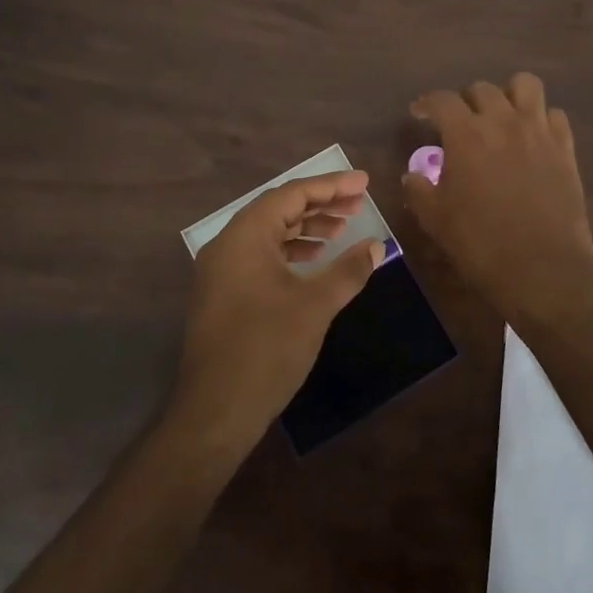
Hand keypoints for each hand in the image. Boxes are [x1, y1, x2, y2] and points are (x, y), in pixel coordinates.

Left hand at [171, 171, 383, 449]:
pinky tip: (314, 261)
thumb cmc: (266, 348)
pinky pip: (260, 256)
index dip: (331, 186)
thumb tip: (376, 247)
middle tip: (358, 203)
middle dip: (320, 205)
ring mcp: (221, 270)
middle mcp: (227, 244)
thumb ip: (347, 271)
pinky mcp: (223, 294)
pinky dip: (290, 252)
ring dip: (306, 229)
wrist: (216, 410)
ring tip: (342, 230)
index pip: (292, 195)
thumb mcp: (315, 305)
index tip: (364, 183)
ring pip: (269, 234)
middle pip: (279, 210)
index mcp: (244, 235)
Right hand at [402, 74, 592, 304]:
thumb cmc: (481, 243)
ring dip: (508, 95)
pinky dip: (541, 119)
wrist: (543, 269)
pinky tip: (532, 138)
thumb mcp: (435, 219)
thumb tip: (412, 175)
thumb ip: (419, 190)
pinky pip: (555, 115)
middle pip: (482, 89)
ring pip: (525, 85)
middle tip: (460, 123)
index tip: (420, 113)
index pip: (442, 100)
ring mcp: (538, 131)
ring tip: (501, 117)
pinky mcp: (565, 148)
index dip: (427, 103)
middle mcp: (503, 121)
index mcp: (466, 134)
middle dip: (466, 101)